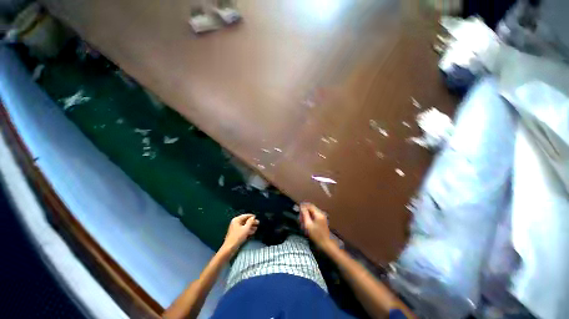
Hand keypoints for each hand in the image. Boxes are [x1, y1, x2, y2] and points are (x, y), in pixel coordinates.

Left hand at [221, 214, 258, 254]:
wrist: (230, 248)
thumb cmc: (238, 237)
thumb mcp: (246, 228)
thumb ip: (250, 222)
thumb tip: (253, 217)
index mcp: (237, 220)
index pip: (245, 215)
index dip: (251, 216)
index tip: (256, 217)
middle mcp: (235, 223)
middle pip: (245, 220)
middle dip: (252, 222)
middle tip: (258, 223)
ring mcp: (235, 228)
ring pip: (244, 225)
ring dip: (250, 226)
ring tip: (256, 228)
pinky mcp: (236, 233)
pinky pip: (243, 229)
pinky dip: (247, 230)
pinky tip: (252, 232)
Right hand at [299, 203, 334, 250]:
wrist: (326, 244)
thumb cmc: (316, 235)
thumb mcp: (308, 225)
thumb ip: (305, 214)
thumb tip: (302, 206)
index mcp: (318, 213)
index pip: (309, 205)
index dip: (303, 206)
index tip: (298, 210)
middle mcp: (321, 213)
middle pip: (310, 208)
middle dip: (304, 212)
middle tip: (300, 219)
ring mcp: (322, 216)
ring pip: (312, 212)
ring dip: (306, 216)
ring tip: (303, 223)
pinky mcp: (322, 220)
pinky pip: (314, 216)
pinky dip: (309, 218)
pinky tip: (307, 224)